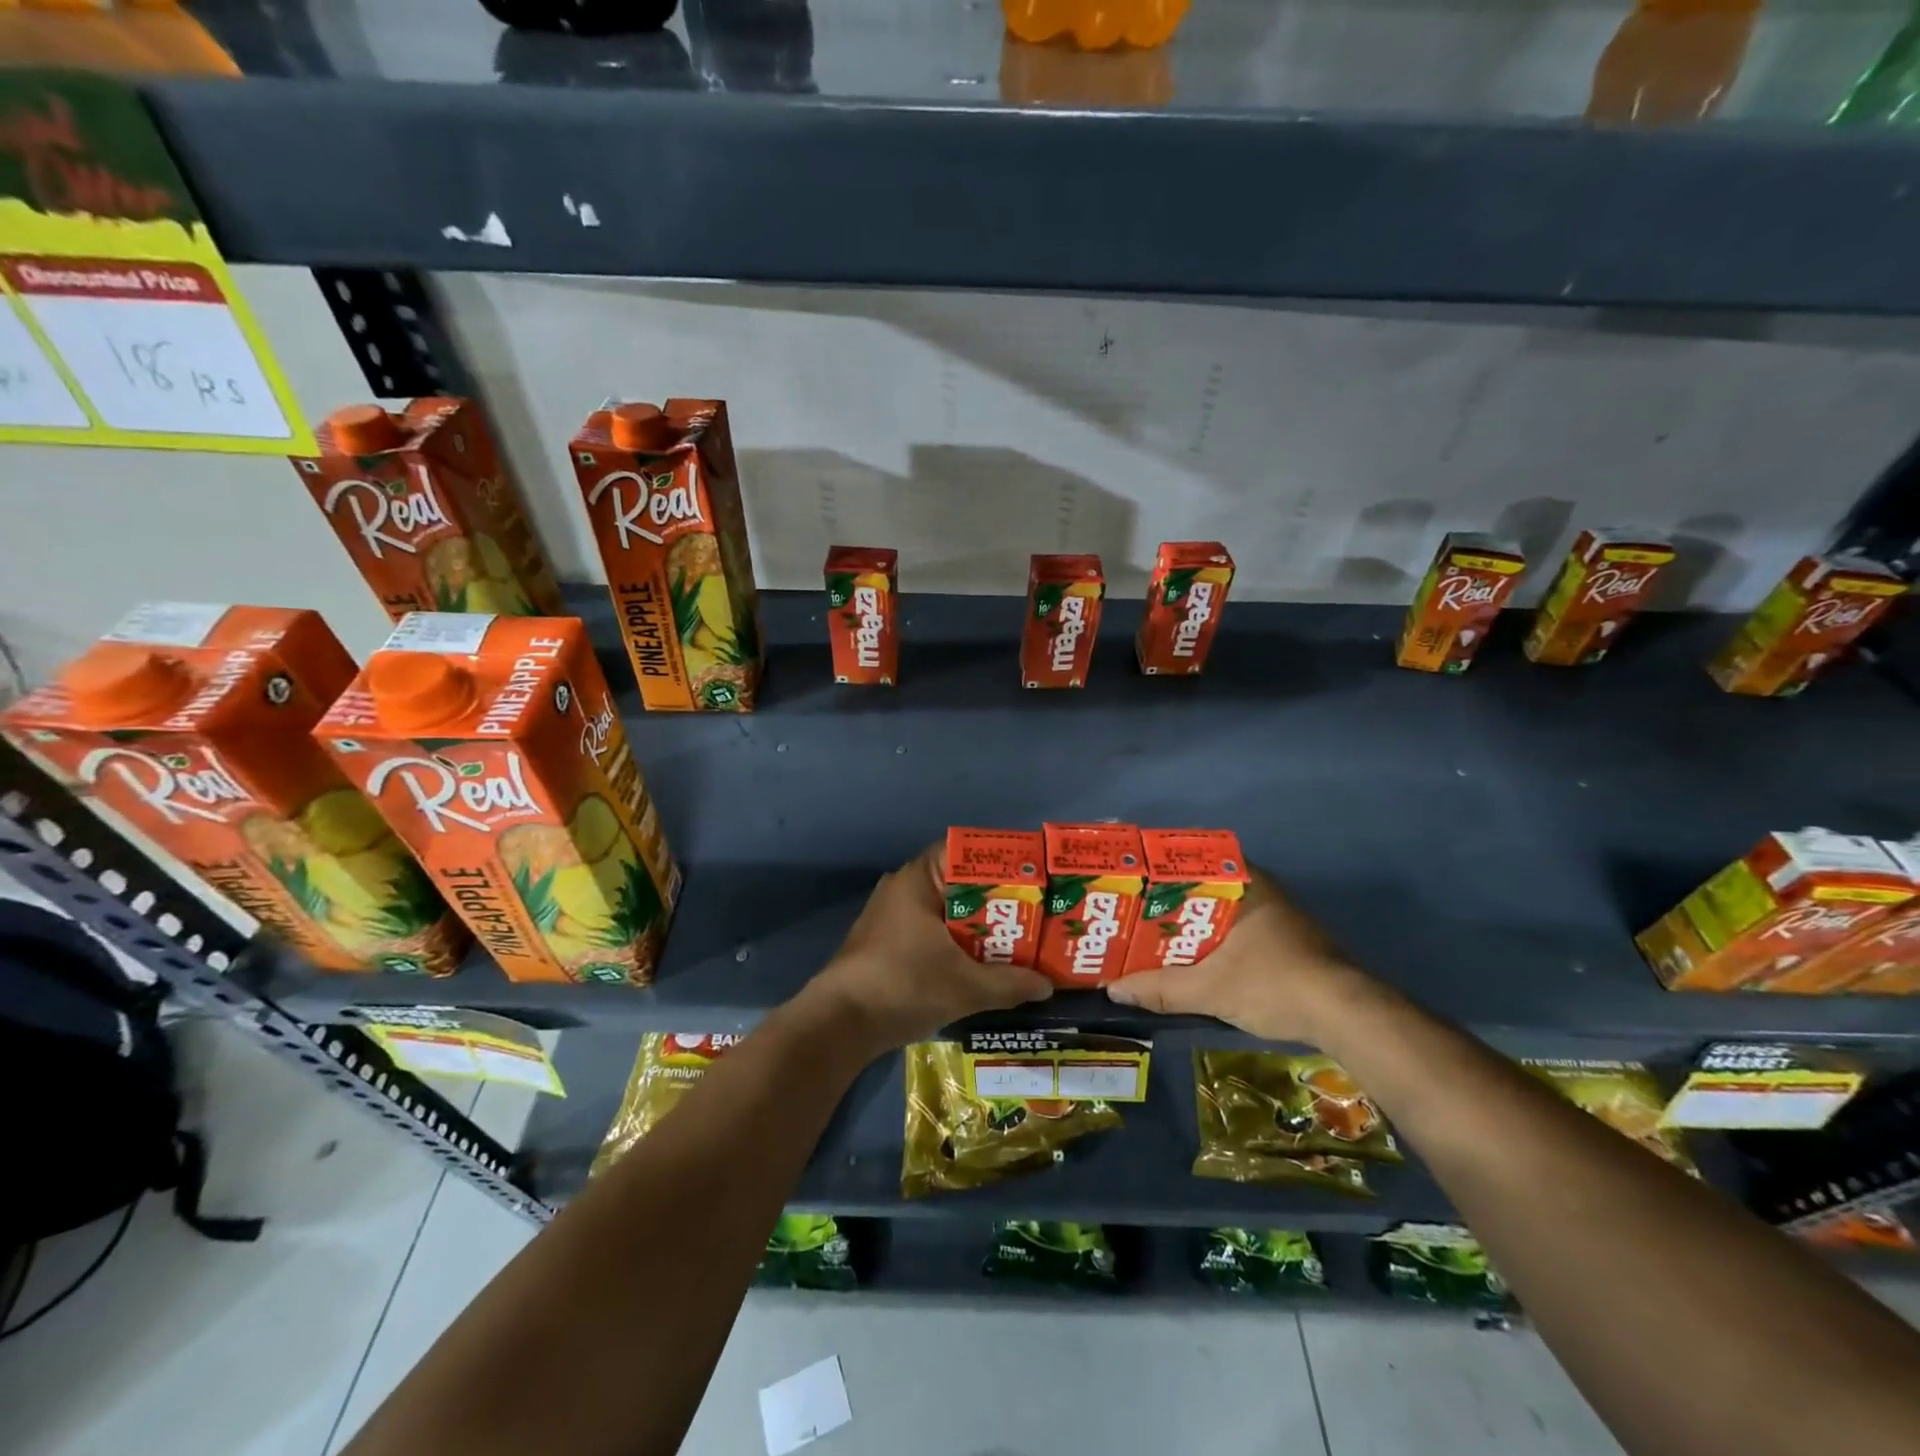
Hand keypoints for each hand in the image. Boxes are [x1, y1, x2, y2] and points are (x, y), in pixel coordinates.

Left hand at [807, 846, 1052, 1051]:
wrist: (840, 1023)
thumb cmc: (904, 985)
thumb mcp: (965, 986)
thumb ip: (1009, 983)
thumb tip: (1048, 986)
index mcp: (918, 879)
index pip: (965, 852)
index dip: (1000, 862)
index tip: (1031, 877)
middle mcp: (904, 888)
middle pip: (960, 884)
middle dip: (996, 899)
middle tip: (1034, 913)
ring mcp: (892, 916)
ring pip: (947, 911)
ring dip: (978, 926)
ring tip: (1017, 939)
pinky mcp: (888, 943)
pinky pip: (933, 931)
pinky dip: (957, 942)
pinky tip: (982, 963)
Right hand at [1106, 866, 1366, 1042]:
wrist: (1346, 1016)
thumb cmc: (1274, 983)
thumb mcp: (1211, 989)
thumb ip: (1161, 989)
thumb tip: (1113, 988)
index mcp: (1244, 884)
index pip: (1193, 860)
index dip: (1159, 870)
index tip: (1132, 881)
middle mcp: (1260, 890)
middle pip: (1202, 888)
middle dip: (1169, 902)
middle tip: (1133, 913)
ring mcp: (1276, 916)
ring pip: (1220, 911)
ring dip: (1190, 924)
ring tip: (1152, 937)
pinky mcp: (1285, 941)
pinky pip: (1235, 930)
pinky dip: (1211, 940)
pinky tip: (1190, 959)